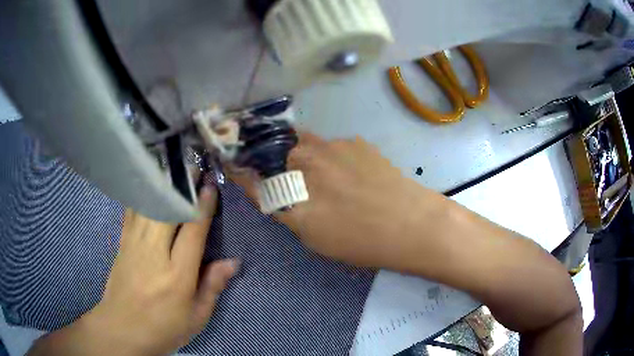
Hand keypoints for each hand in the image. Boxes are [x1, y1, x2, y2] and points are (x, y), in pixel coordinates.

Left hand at [29, 186, 238, 355]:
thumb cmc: (163, 328)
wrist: (122, 329)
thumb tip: (233, 262)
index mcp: (177, 275)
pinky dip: (142, 194)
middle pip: (168, 209)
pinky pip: (132, 211)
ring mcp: (133, 245)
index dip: (203, 205)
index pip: (192, 231)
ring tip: (175, 171)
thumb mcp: (196, 317)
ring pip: (148, 204)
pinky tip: (148, 185)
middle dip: (182, 185)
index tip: (210, 185)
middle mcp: (154, 253)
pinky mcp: (122, 243)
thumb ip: (212, 287)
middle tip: (195, 169)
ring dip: (163, 184)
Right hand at [233, 132, 442, 269]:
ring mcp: (334, 145)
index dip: (244, 172)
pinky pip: (335, 146)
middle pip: (281, 152)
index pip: (256, 176)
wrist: (410, 223)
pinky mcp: (358, 142)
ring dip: (310, 157)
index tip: (238, 168)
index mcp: (291, 186)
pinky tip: (356, 176)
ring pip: (308, 145)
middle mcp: (307, 158)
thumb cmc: (358, 239)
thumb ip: (285, 209)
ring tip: (333, 180)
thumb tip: (270, 192)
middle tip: (301, 183)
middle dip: (283, 163)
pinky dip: (337, 158)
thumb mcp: (312, 236)